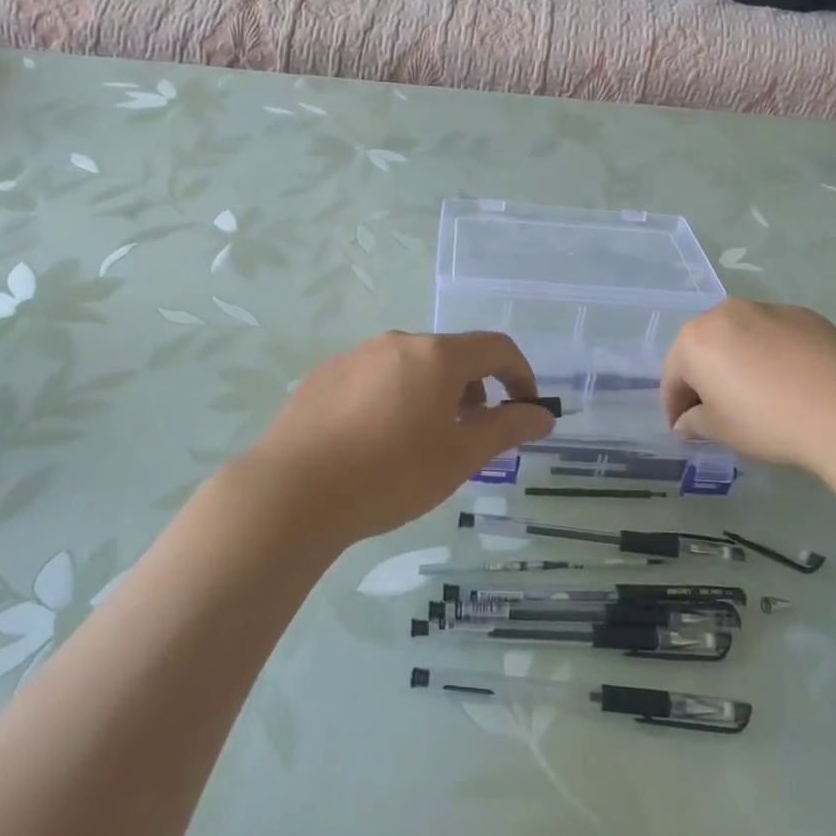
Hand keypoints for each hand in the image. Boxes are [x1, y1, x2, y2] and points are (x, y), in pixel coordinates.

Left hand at [237, 331, 554, 549]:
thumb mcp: (460, 457)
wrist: (293, 492)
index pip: (496, 347)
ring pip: (411, 366)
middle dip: (473, 390)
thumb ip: (507, 429)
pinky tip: (375, 442)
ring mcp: (356, 355)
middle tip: (469, 436)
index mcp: (436, 355)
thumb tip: (542, 415)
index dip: (520, 375)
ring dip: (432, 394)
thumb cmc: (390, 475)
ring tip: (420, 442)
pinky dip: (394, 398)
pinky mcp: (324, 374)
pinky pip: (375, 377)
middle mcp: (397, 343)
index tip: (524, 410)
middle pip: (452, 356)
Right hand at [662, 300, 835, 469]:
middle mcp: (725, 313)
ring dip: (737, 362)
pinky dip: (770, 355)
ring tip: (754, 394)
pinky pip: (773, 336)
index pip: (673, 376)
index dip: (674, 407)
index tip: (682, 430)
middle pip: (704, 349)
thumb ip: (694, 423)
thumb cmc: (768, 421)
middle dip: (704, 379)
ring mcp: (767, 309)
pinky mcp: (803, 315)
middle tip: (715, 411)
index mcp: (695, 339)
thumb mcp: (721, 430)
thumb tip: (686, 423)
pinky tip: (788, 382)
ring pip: (739, 338)